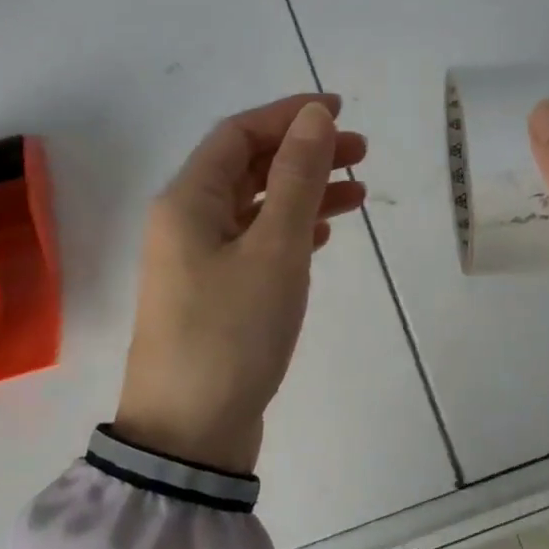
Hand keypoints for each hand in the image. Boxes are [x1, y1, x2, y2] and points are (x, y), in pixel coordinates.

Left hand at [115, 94, 366, 473]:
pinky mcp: (215, 293)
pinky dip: (291, 229)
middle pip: (248, 166)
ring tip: (359, 192)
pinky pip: (256, 242)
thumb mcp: (274, 249)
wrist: (189, 437)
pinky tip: (323, 232)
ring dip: (304, 192)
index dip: (288, 115)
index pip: (239, 134)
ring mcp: (198, 260)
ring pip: (257, 206)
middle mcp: (187, 221)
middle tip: (361, 152)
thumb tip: (314, 114)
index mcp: (188, 200)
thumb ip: (296, 177)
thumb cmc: (232, 333)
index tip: (340, 110)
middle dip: (304, 152)